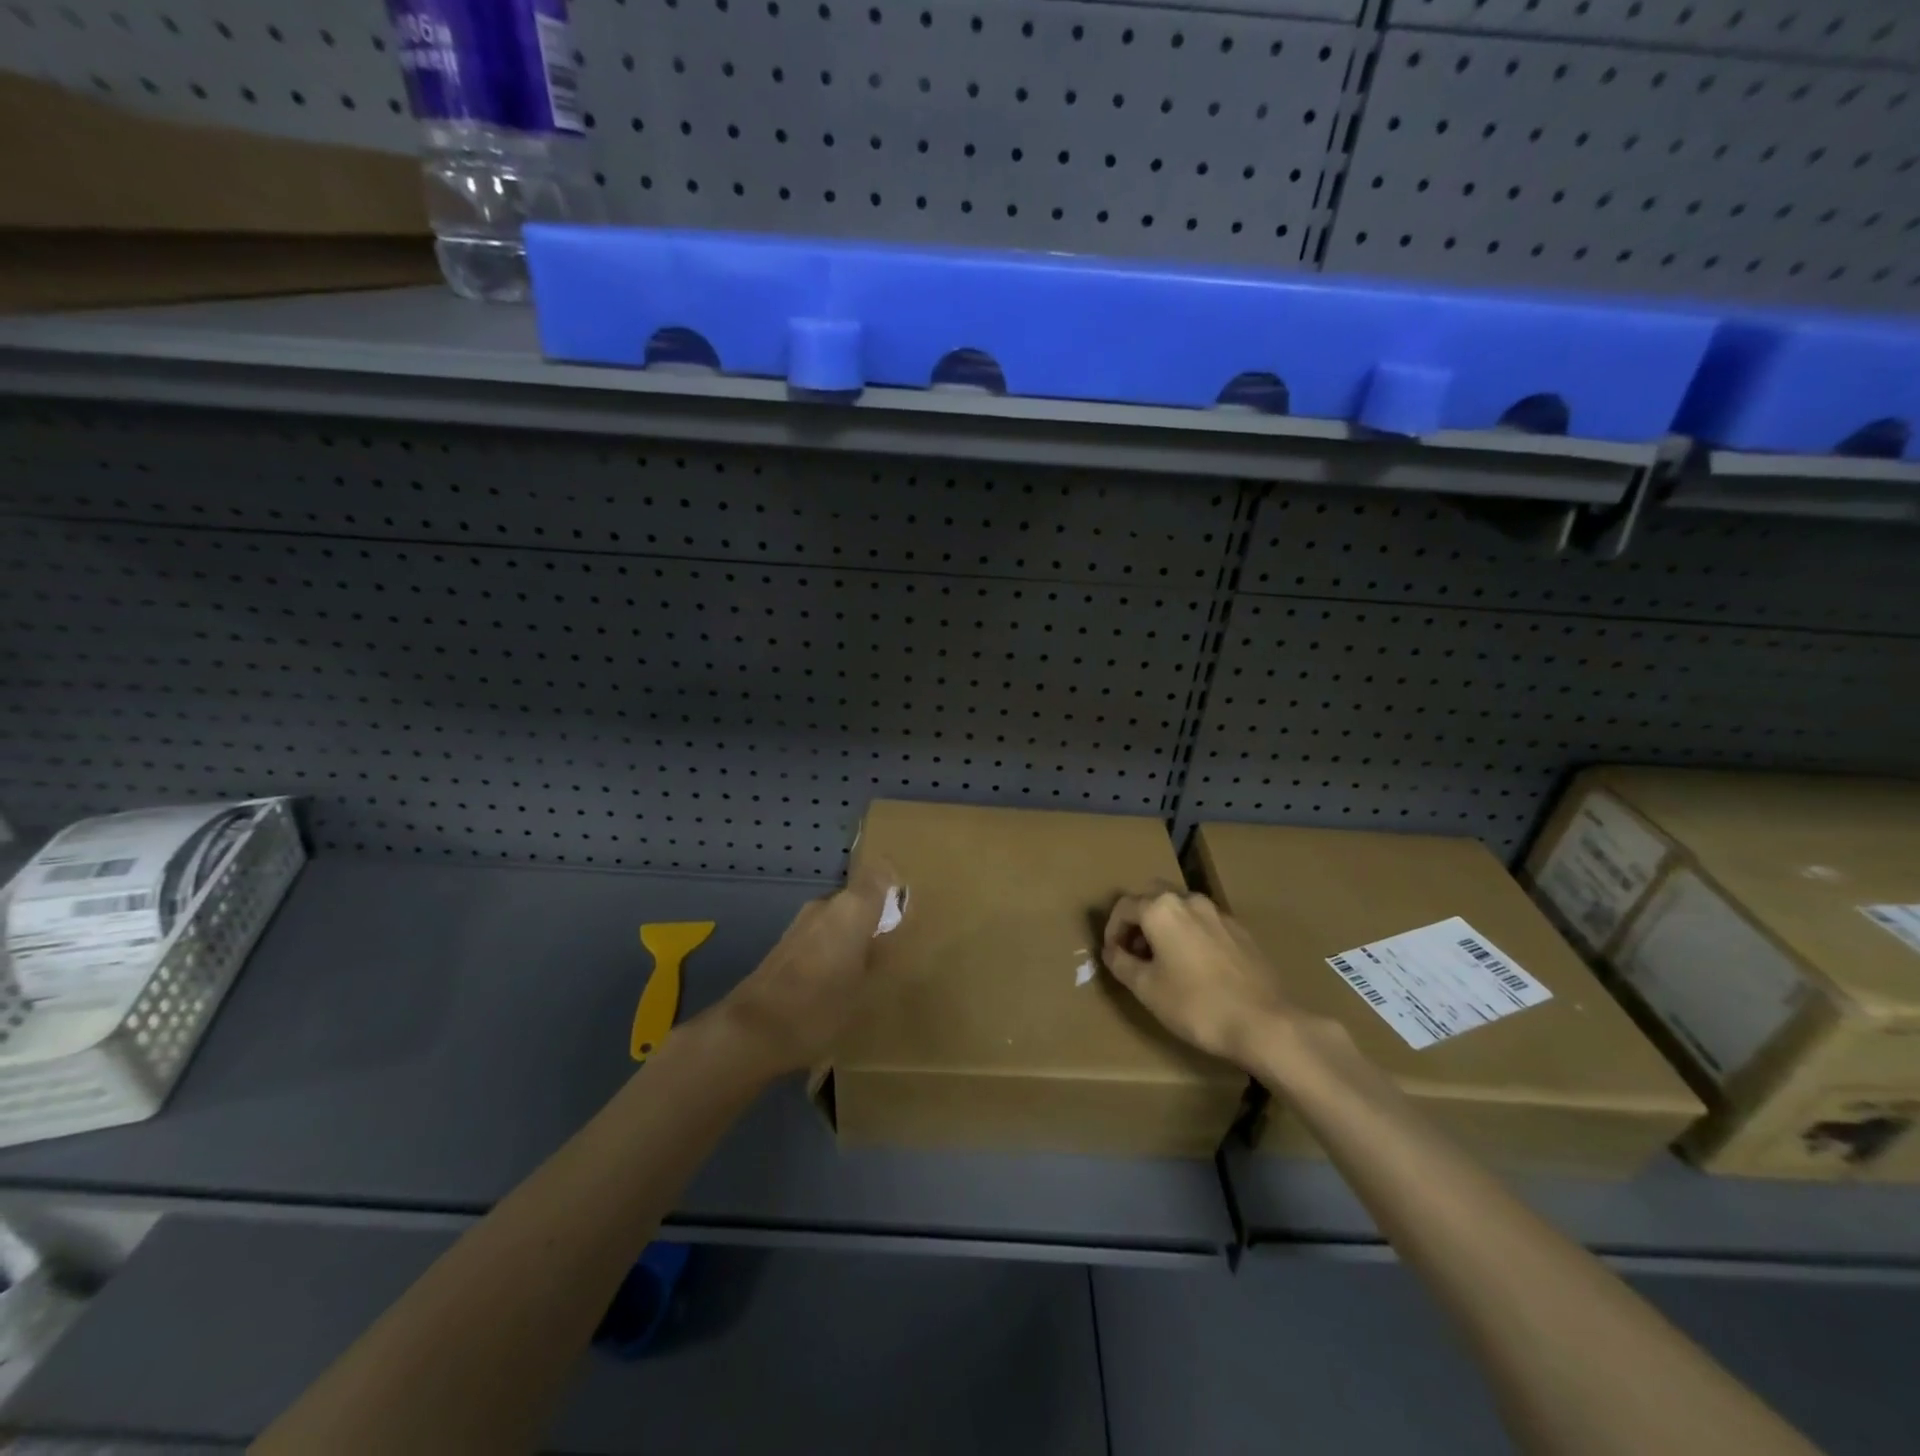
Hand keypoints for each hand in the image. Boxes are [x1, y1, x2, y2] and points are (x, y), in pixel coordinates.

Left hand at [714, 858, 898, 1074]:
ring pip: (840, 919)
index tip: (909, 908)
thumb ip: (883, 953)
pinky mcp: (786, 945)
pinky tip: (840, 982)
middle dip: (877, 917)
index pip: (880, 873)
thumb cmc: (822, 1006)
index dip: (896, 885)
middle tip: (896, 947)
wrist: (753, 1031)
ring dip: (855, 936)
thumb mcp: (868, 987)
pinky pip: (822, 936)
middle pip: (859, 898)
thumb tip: (890, 937)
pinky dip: (835, 950)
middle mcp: (826, 905)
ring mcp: (802, 924)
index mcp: (852, 907)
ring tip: (870, 969)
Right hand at [1102, 887, 1300, 1069]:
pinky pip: (1203, 923)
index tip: (1113, 955)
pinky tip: (1195, 966)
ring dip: (1165, 925)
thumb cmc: (1196, 1004)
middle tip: (1135, 951)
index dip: (1112, 930)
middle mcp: (1189, 900)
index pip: (1124, 906)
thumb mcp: (1146, 988)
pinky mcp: (1240, 930)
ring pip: (1180, 908)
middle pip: (1152, 897)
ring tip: (1164, 960)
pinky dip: (1190, 934)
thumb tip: (1112, 951)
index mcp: (1161, 909)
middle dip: (1138, 920)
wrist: (1264, 1022)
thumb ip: (1121, 963)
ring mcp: (1218, 913)